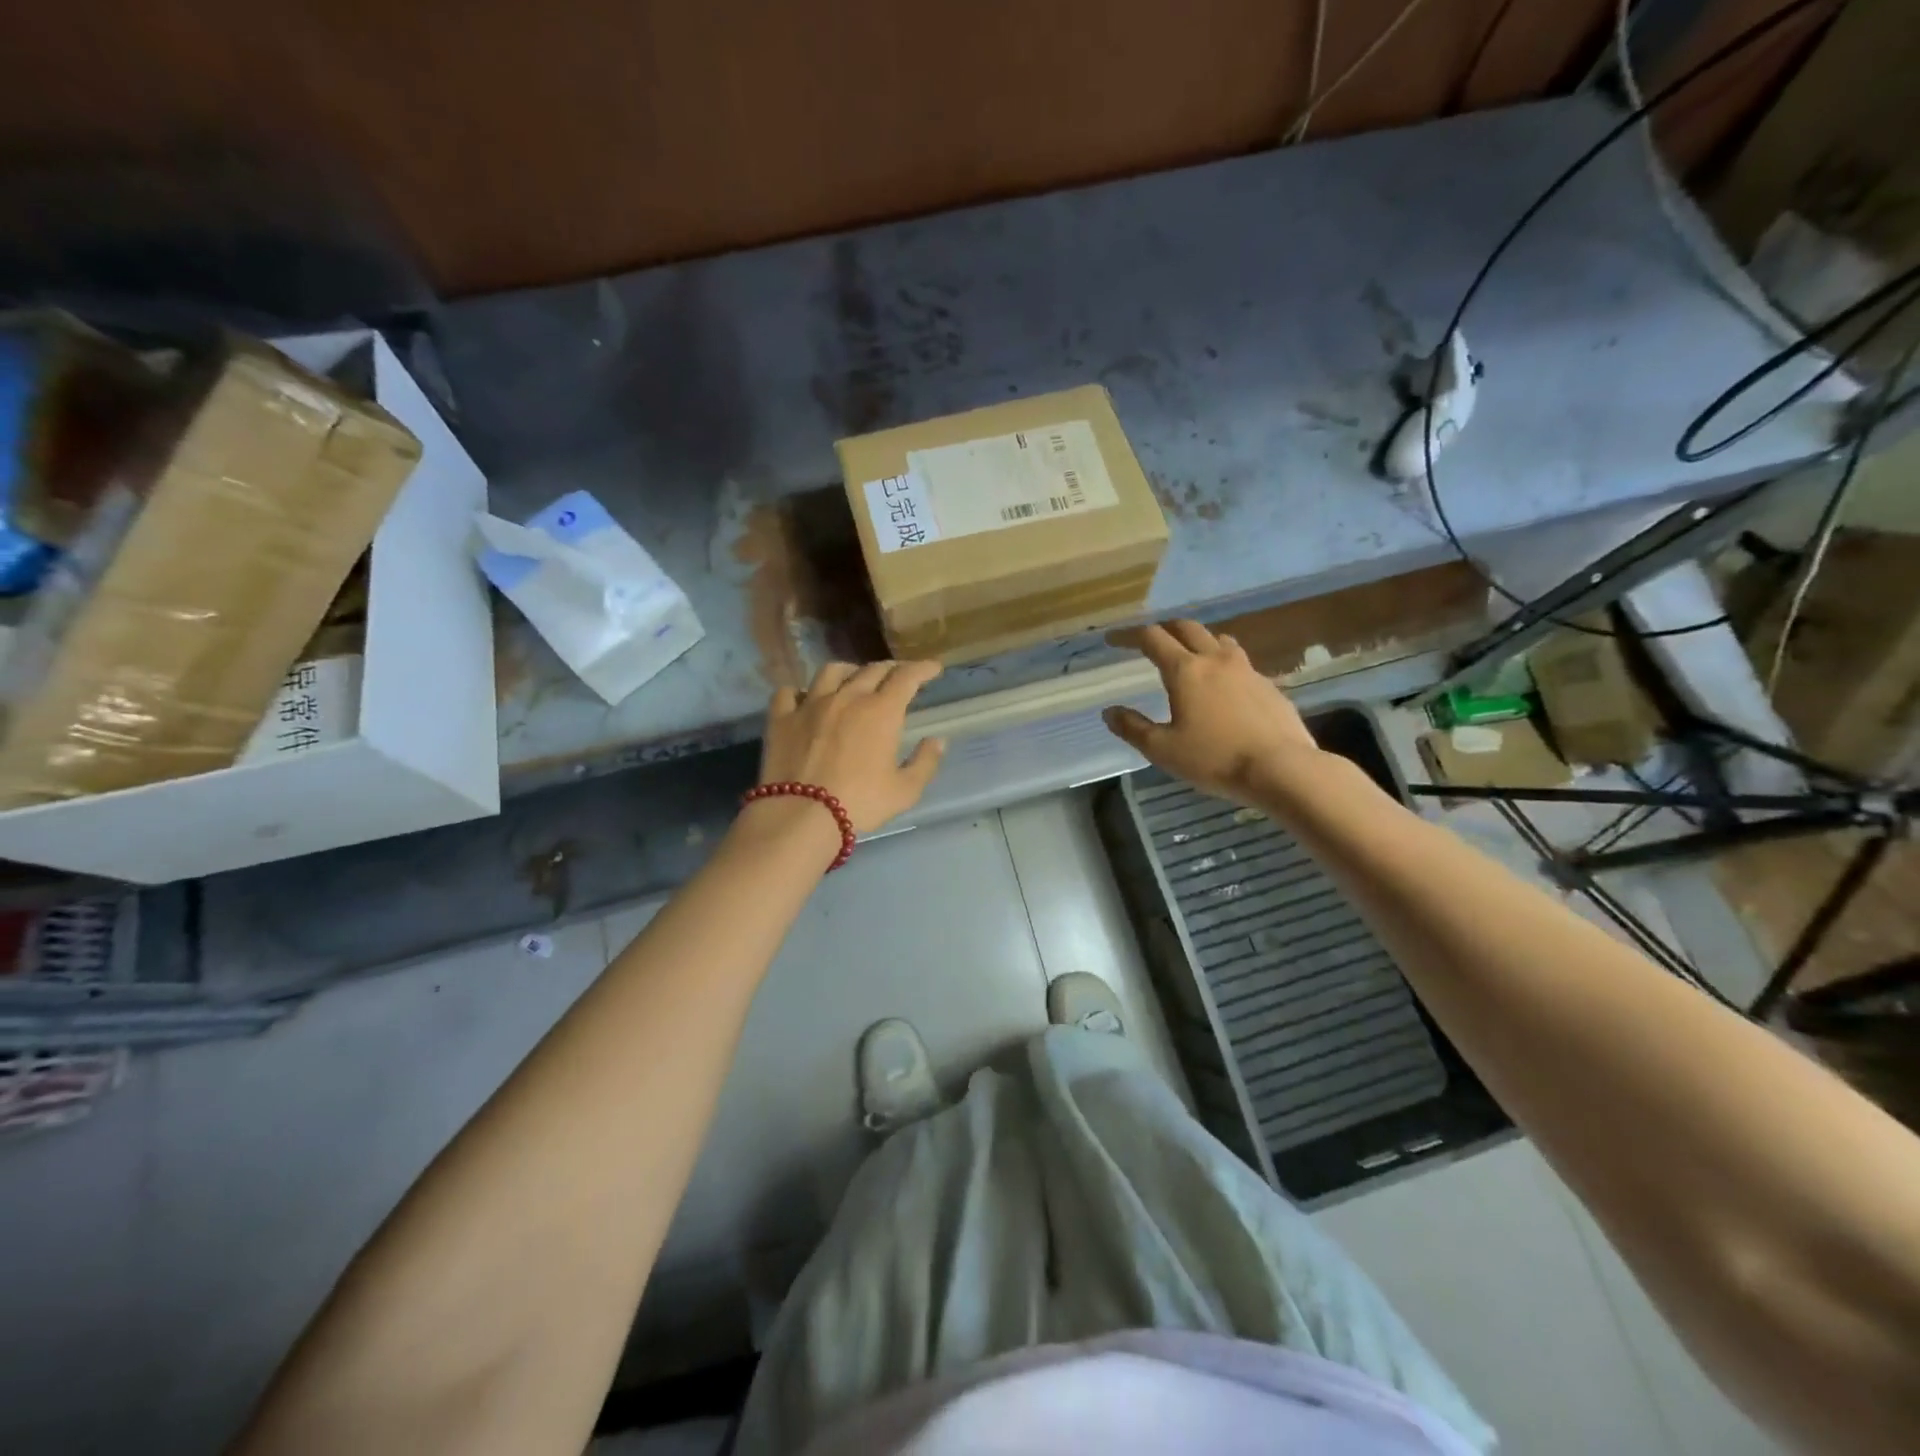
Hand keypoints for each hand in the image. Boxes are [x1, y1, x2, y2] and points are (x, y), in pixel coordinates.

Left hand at [756, 660, 946, 832]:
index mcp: (881, 711)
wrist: (801, 814)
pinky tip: (804, 699)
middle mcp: (847, 697)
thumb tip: (937, 740)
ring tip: (853, 678)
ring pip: (831, 671)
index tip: (932, 668)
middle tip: (898, 676)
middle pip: (871, 670)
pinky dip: (799, 692)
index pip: (906, 677)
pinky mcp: (781, 718)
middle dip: (890, 668)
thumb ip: (925, 762)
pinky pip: (788, 693)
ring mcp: (810, 705)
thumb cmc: (860, 803)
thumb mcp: (905, 791)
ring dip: (848, 671)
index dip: (922, 668)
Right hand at [1104, 620, 1320, 804]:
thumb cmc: (1214, 759)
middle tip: (1151, 640)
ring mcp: (1247, 670)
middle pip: (1187, 628)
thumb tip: (1109, 712)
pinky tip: (1224, 687)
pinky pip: (1241, 663)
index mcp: (1185, 670)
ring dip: (1199, 641)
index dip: (1129, 635)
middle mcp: (1216, 660)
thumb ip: (1133, 728)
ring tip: (1190, 656)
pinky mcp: (1269, 686)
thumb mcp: (1163, 750)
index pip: (1152, 638)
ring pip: (1219, 640)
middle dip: (1165, 629)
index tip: (1113, 639)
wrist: (1282, 768)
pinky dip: (1224, 664)